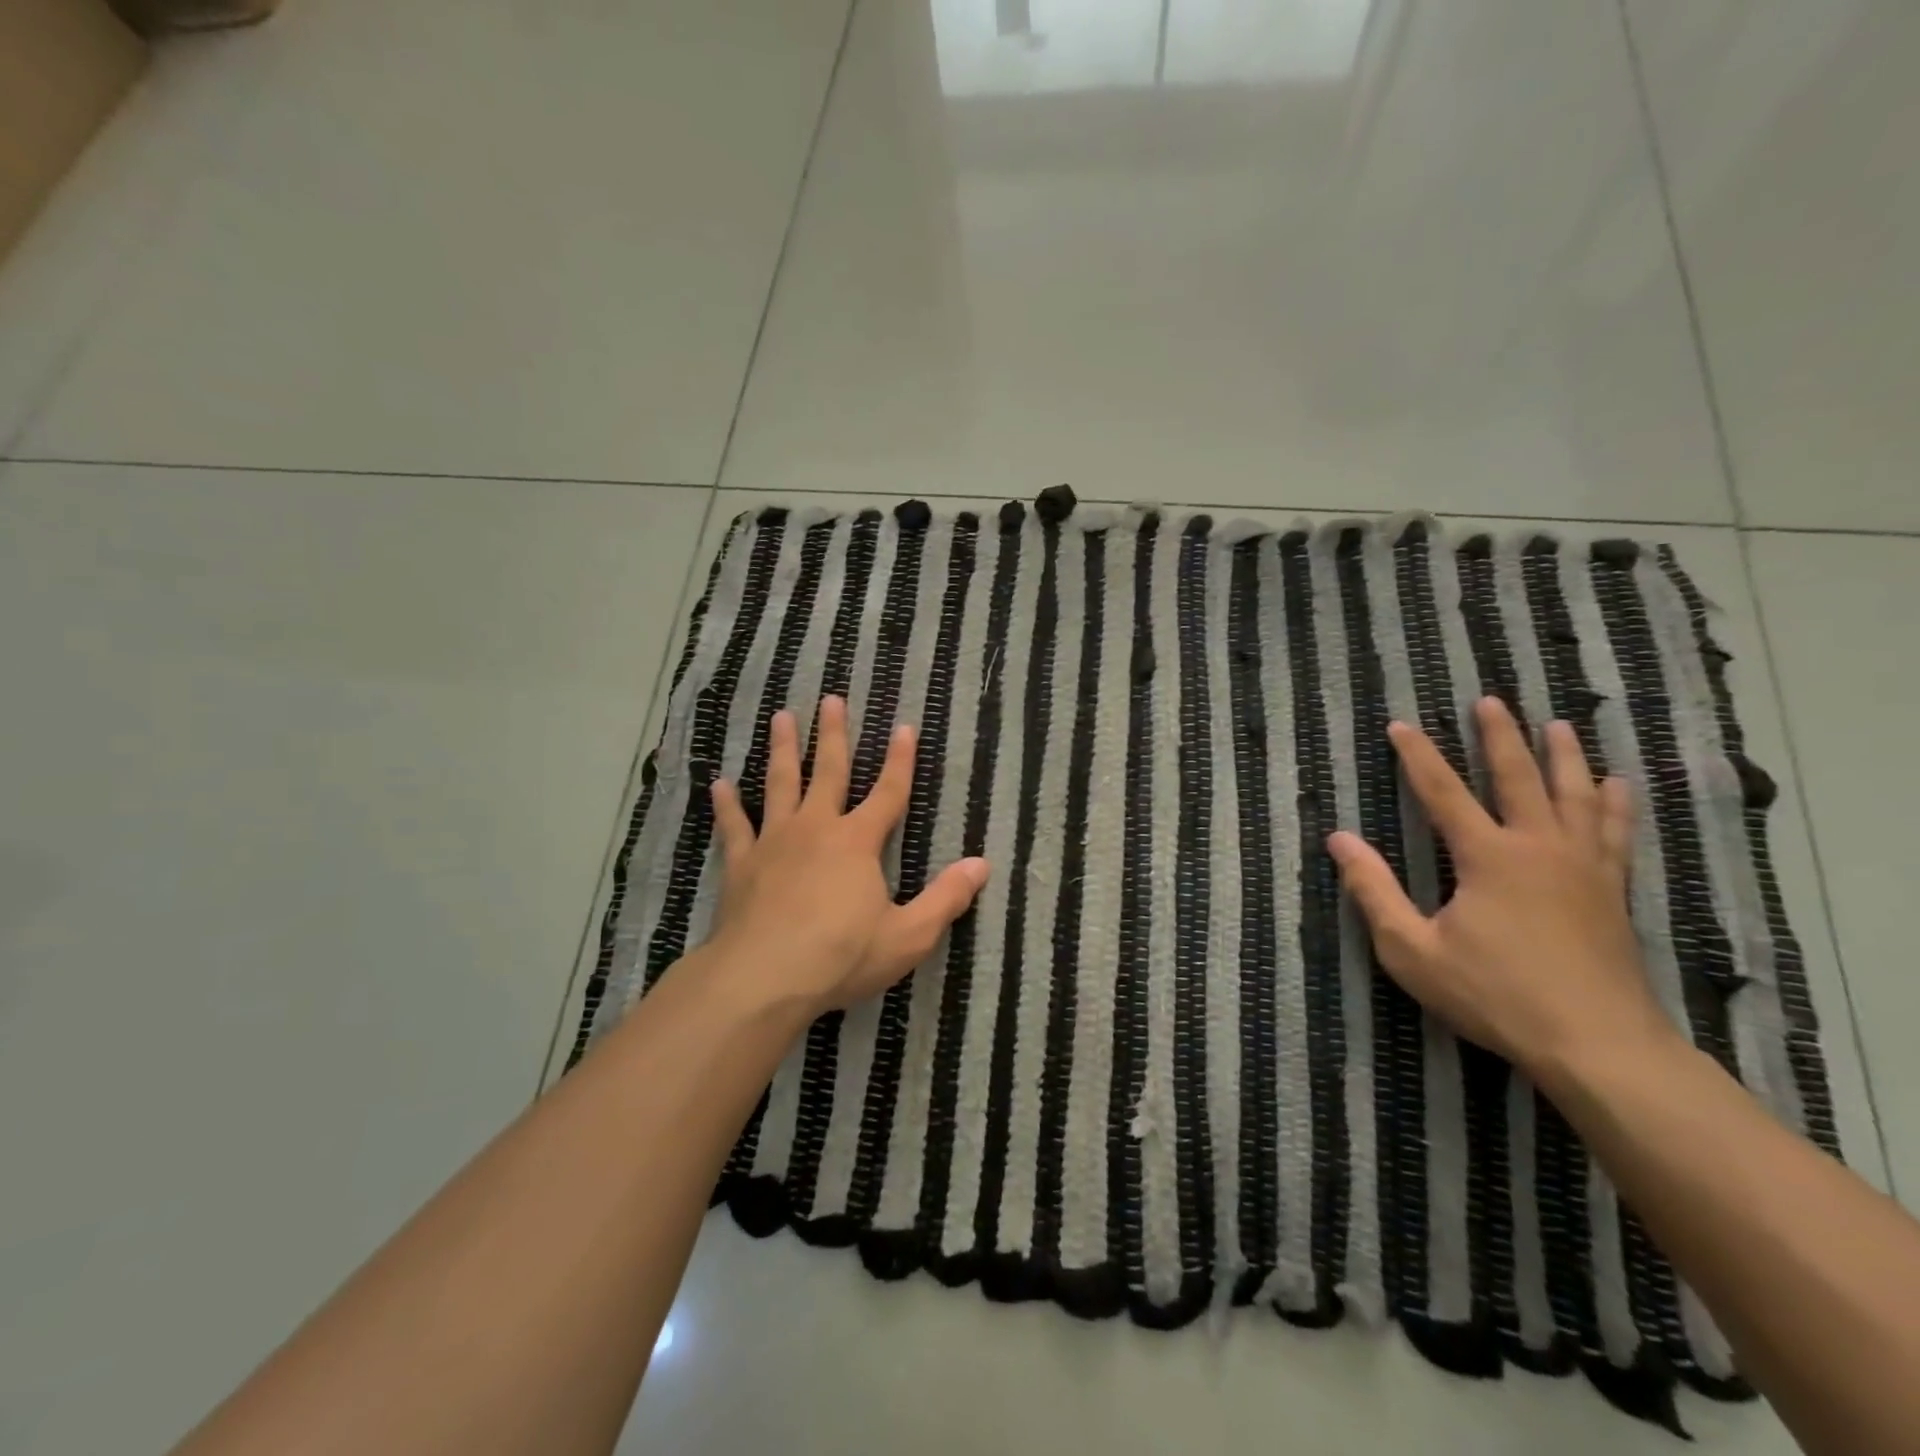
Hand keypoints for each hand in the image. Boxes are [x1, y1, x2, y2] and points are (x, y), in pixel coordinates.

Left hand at [701, 695, 989, 1016]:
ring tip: (782, 718)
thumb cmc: (841, 956)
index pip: (888, 793)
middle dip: (833, 735)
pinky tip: (720, 784)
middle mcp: (816, 829)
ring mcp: (774, 842)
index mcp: (857, 842)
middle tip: (830, 700)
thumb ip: (946, 898)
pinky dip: (727, 805)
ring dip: (783, 750)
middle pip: (828, 772)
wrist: (763, 978)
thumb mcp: (908, 935)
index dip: (899, 761)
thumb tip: (981, 864)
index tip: (904, 727)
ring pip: (780, 784)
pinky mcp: (741, 863)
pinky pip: (734, 826)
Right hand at [1326, 697, 1679, 1082]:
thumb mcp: (1412, 949)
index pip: (1443, 792)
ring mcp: (1584, 868)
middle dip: (1500, 737)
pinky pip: (1615, 833)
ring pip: (1575, 795)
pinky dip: (1613, 804)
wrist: (1599, 1045)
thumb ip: (1373, 890)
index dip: (1418, 757)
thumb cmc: (1495, 995)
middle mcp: (1539, 848)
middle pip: (1518, 778)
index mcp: (1487, 857)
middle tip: (1491, 701)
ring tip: (1558, 725)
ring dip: (1563, 757)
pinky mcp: (1611, 891)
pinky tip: (1617, 786)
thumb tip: (1340, 839)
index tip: (1400, 725)